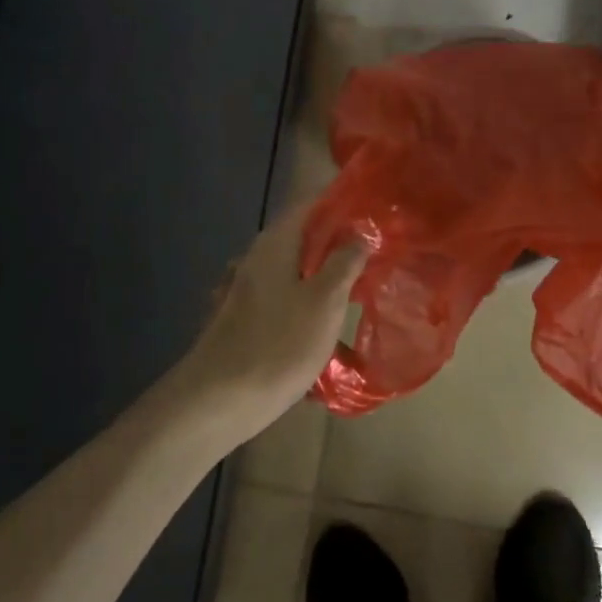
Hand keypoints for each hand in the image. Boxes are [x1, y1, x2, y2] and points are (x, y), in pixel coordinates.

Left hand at [176, 201, 365, 432]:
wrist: (222, 398)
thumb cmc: (280, 343)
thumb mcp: (325, 300)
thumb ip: (345, 261)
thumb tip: (361, 230)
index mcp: (276, 243)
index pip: (310, 203)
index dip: (342, 202)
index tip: (374, 210)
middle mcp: (258, 257)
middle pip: (304, 236)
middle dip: (340, 240)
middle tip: (378, 250)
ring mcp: (250, 288)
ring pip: (297, 268)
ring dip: (327, 272)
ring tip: (362, 285)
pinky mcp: (249, 317)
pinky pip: (288, 296)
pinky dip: (311, 299)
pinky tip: (330, 320)